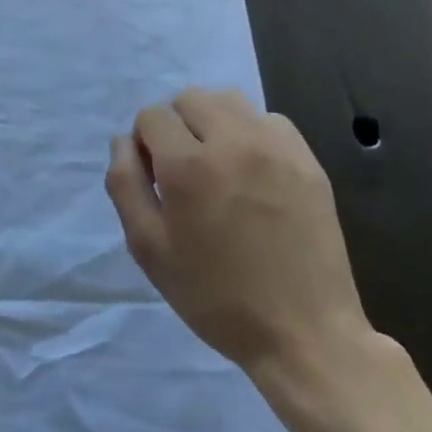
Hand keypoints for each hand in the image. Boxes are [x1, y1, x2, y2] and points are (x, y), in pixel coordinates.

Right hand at [105, 89, 379, 409]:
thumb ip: (125, 185)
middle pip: (190, 98)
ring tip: (218, 165)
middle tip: (182, 171)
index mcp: (187, 165)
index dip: (144, 143)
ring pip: (230, 101)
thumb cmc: (214, 296)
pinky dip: (252, 134)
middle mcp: (232, 142)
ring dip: (213, 122)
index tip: (154, 178)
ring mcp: (276, 148)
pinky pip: (269, 121)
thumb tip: (123, 141)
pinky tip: (254, 173)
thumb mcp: (148, 249)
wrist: (303, 333)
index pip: (152, 116)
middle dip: (176, 125)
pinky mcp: (308, 161)